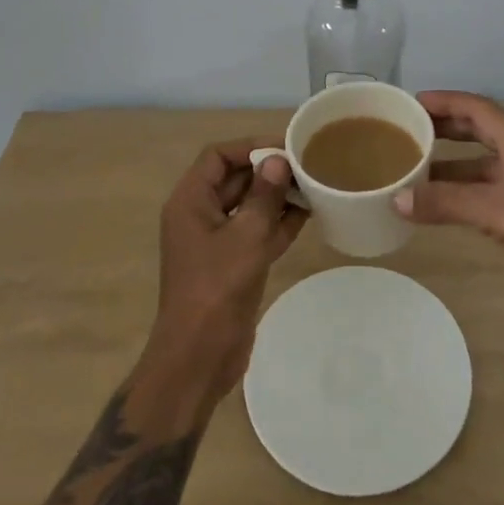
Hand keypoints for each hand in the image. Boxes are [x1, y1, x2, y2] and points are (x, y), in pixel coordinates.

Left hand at [144, 139, 306, 405]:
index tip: (284, 147)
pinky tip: (308, 214)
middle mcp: (200, 215)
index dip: (249, 147)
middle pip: (234, 178)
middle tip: (306, 164)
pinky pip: (256, 232)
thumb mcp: (246, 236)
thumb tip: (277, 160)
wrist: (199, 358)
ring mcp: (216, 242)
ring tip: (313, 185)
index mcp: (190, 201)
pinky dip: (278, 222)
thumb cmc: (217, 288)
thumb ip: (264, 195)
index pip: (217, 156)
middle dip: (268, 170)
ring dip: (277, 196)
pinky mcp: (232, 264)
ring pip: (248, 205)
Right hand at [395, 91, 503, 291]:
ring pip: (487, 165)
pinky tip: (450, 206)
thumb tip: (397, 197)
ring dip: (454, 166)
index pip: (478, 108)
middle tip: (410, 132)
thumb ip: (448, 204)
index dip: (445, 101)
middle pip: (482, 131)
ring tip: (418, 171)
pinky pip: (494, 191)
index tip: (412, 102)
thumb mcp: (500, 213)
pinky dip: (469, 192)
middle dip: (446, 129)